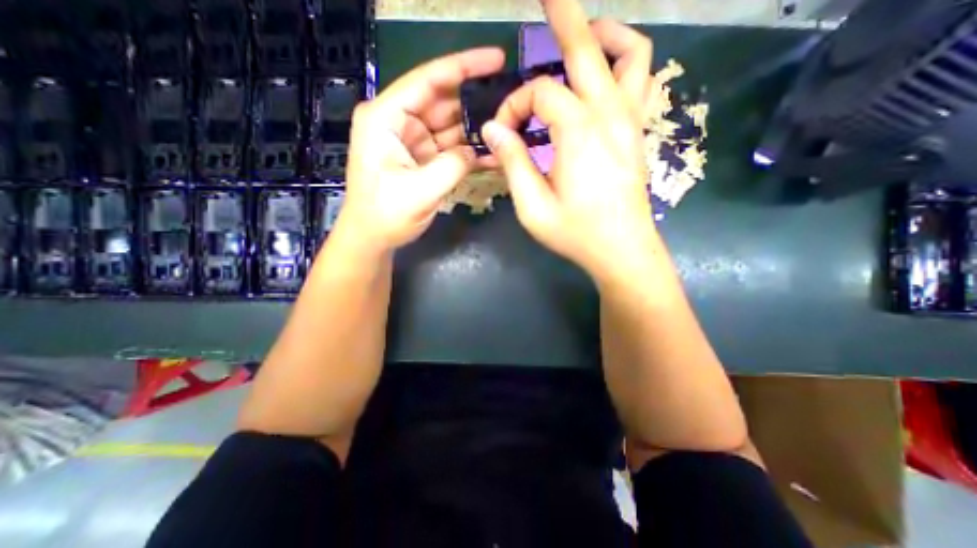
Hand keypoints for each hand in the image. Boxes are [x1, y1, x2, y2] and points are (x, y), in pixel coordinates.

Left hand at [333, 46, 506, 251]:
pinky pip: (450, 148)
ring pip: (451, 126)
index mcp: (386, 118)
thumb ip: (453, 166)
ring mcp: (412, 140)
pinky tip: (491, 154)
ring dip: (476, 130)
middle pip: (443, 102)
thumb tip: (478, 150)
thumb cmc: (385, 215)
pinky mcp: (423, 157)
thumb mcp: (420, 191)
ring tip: (507, 131)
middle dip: (475, 103)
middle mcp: (398, 122)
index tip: (496, 59)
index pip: (427, 81)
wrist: (373, 237)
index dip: (463, 67)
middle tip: (510, 106)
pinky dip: (469, 151)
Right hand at [479, 1, 654, 279]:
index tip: (503, 134)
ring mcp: (631, 121)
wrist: (622, 250)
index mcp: (578, 132)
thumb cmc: (576, 233)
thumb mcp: (533, 206)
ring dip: (604, 36)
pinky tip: (606, 75)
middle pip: (588, 48)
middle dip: (563, 16)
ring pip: (630, 54)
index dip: (514, 108)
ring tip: (580, 37)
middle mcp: (609, 115)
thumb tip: (493, 129)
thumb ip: (513, 162)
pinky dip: (626, 63)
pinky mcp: (638, 134)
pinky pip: (641, 82)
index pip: (538, 95)